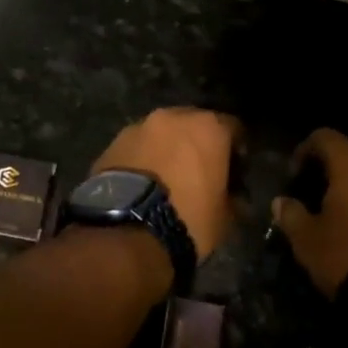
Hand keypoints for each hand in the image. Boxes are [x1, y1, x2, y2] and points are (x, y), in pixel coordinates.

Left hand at [92, 108, 241, 258]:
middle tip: (198, 173)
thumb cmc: (187, 219)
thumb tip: (234, 198)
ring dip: (167, 150)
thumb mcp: (224, 217)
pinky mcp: (112, 144)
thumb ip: (233, 198)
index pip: (233, 128)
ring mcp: (138, 127)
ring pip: (161, 134)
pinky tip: (143, 184)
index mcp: (208, 127)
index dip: (236, 150)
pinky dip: (143, 159)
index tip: (234, 171)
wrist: (126, 230)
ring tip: (166, 179)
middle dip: (197, 145)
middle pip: (193, 125)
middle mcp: (173, 117)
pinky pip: (137, 148)